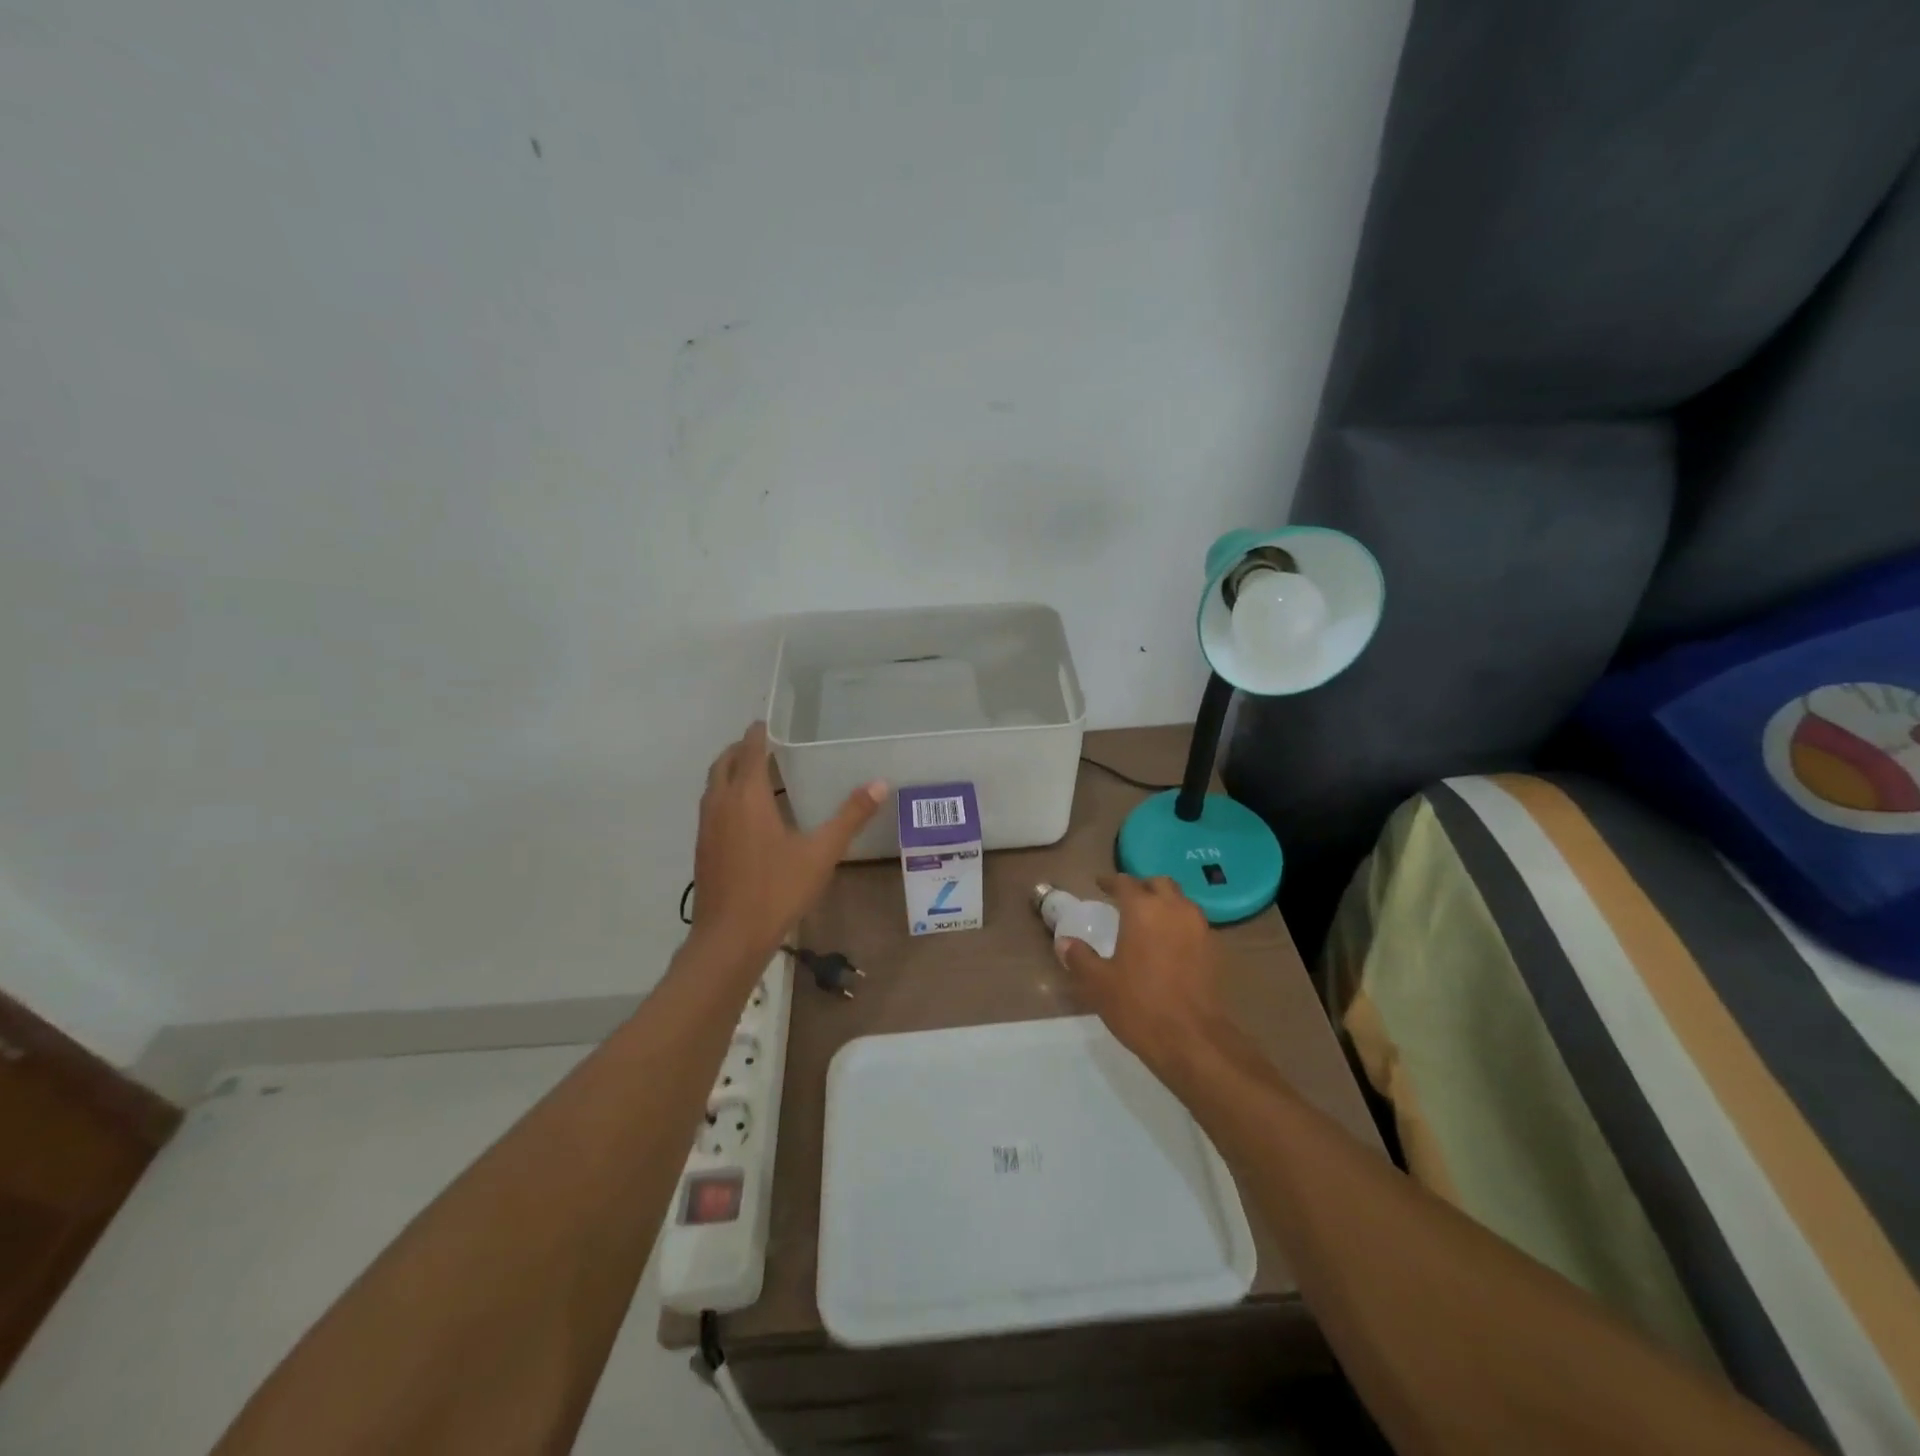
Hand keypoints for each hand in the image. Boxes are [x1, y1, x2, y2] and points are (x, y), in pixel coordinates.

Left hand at [689, 723, 885, 969]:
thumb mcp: (822, 852)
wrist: (730, 937)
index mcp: (747, 796)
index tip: (767, 722)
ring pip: (713, 786)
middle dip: (740, 749)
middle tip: (763, 745)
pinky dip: (725, 796)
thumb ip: (850, 816)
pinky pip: (712, 807)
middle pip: (723, 763)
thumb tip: (880, 784)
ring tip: (755, 775)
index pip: (749, 750)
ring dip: (730, 772)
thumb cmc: (777, 889)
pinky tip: (746, 817)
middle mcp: (721, 804)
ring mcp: (707, 827)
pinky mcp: (703, 848)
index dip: (758, 733)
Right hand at [1057, 874, 1229, 1079]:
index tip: (1100, 885)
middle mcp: (1174, 909)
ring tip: (1148, 921)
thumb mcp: (1099, 983)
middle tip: (1126, 900)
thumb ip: (1080, 957)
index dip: (1110, 882)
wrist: (1193, 1040)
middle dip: (1142, 887)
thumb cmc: (1139, 1006)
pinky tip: (1167, 944)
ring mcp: (1199, 928)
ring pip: (1181, 901)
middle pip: (1159, 884)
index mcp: (1143, 910)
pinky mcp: (1214, 950)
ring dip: (1164, 904)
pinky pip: (1193, 924)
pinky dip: (1178, 924)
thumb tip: (1064, 942)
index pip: (1125, 883)